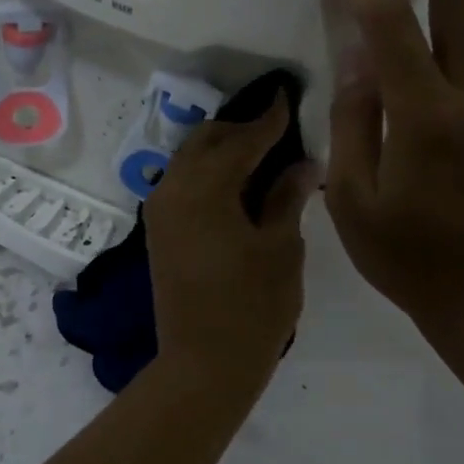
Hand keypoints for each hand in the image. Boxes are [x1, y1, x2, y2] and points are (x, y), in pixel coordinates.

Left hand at [144, 91, 314, 391]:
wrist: (203, 365)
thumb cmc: (253, 307)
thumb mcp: (281, 248)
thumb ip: (287, 197)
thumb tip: (304, 163)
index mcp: (205, 189)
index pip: (241, 140)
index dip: (268, 119)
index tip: (286, 97)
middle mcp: (173, 189)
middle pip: (206, 141)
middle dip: (240, 130)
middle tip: (278, 131)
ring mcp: (160, 211)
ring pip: (190, 160)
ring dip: (222, 150)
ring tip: (261, 156)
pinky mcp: (159, 231)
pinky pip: (183, 183)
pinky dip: (208, 173)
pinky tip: (238, 185)